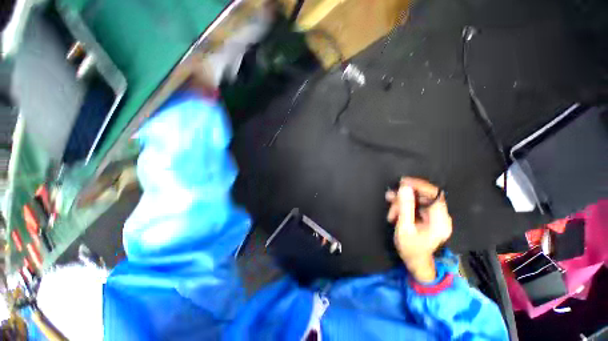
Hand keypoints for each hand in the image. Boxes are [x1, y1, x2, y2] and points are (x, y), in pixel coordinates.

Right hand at [386, 177, 452, 282]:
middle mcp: (441, 217)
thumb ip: (405, 207)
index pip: (435, 195)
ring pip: (418, 200)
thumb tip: (404, 188)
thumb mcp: (404, 228)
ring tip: (390, 210)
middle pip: (424, 196)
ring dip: (402, 202)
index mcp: (440, 221)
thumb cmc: (410, 248)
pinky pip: (417, 205)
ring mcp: (435, 217)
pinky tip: (394, 211)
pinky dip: (404, 206)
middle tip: (390, 197)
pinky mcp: (428, 217)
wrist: (415, 262)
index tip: (403, 182)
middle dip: (405, 196)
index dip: (420, 185)